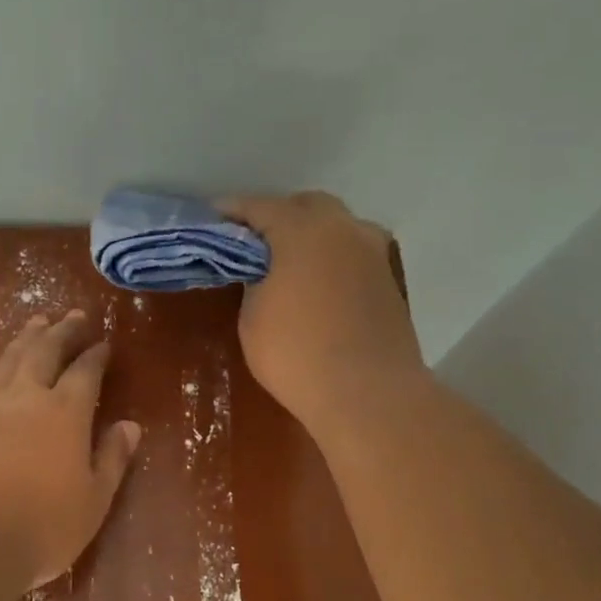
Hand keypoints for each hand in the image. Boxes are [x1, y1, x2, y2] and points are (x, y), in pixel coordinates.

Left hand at [0, 311, 142, 588]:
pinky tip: (4, 365)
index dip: (96, 355)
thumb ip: (112, 459)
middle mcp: (27, 397)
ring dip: (29, 337)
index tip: (104, 343)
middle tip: (75, 315)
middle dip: (63, 331)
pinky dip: (3, 362)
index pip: (85, 372)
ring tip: (39, 322)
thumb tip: (130, 426)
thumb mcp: (93, 500)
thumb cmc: (40, 527)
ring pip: (12, 358)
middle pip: (46, 351)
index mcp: (65, 413)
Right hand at [219, 192, 426, 431]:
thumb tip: (265, 272)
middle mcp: (343, 229)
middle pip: (306, 206)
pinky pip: (353, 255)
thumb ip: (255, 281)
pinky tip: (318, 284)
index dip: (232, 211)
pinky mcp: (388, 281)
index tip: (212, 218)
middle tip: (253, 242)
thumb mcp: (253, 318)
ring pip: (337, 228)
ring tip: (289, 263)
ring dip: (311, 236)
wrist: (368, 394)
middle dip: (278, 217)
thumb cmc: (297, 353)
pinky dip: (332, 260)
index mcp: (303, 229)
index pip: (259, 207)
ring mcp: (373, 254)